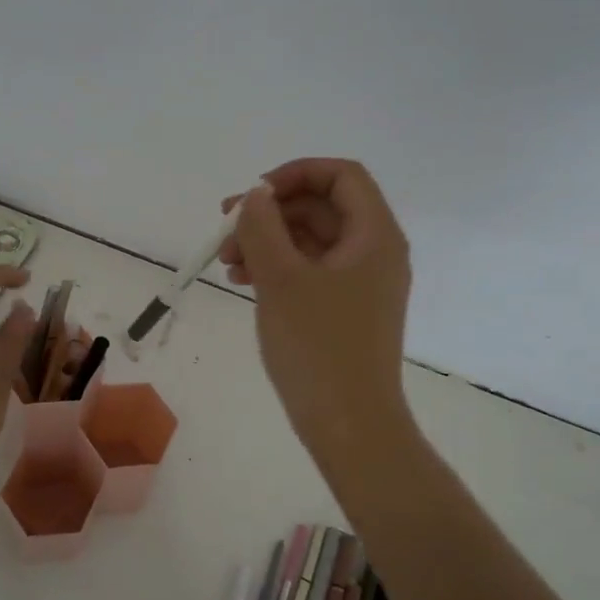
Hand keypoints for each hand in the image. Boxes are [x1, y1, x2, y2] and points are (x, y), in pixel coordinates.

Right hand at [220, 159, 413, 464]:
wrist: (349, 425)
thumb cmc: (318, 347)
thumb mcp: (281, 279)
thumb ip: (262, 226)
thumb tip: (257, 195)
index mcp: (374, 235)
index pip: (341, 176)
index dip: (295, 174)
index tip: (253, 195)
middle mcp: (374, 252)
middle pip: (322, 208)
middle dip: (271, 213)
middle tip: (225, 230)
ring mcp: (361, 284)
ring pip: (311, 241)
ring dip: (268, 241)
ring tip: (226, 262)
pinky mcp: (345, 310)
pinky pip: (310, 271)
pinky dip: (277, 268)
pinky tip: (243, 281)